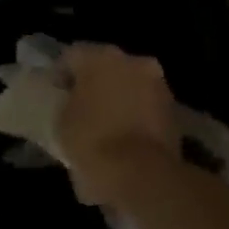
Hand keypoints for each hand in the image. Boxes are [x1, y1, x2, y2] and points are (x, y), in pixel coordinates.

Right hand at [56, 44, 181, 207]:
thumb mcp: (61, 122)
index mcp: (101, 57)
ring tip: (103, 123)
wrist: (140, 174)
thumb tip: (73, 103)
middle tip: (80, 106)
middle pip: (107, 66)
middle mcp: (134, 61)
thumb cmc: (91, 141)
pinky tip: (123, 134)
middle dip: (94, 82)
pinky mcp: (173, 110)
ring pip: (130, 84)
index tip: (54, 94)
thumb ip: (66, 103)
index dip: (60, 74)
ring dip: (118, 97)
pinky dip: (135, 114)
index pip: (72, 55)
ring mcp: (158, 84)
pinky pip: (146, 105)